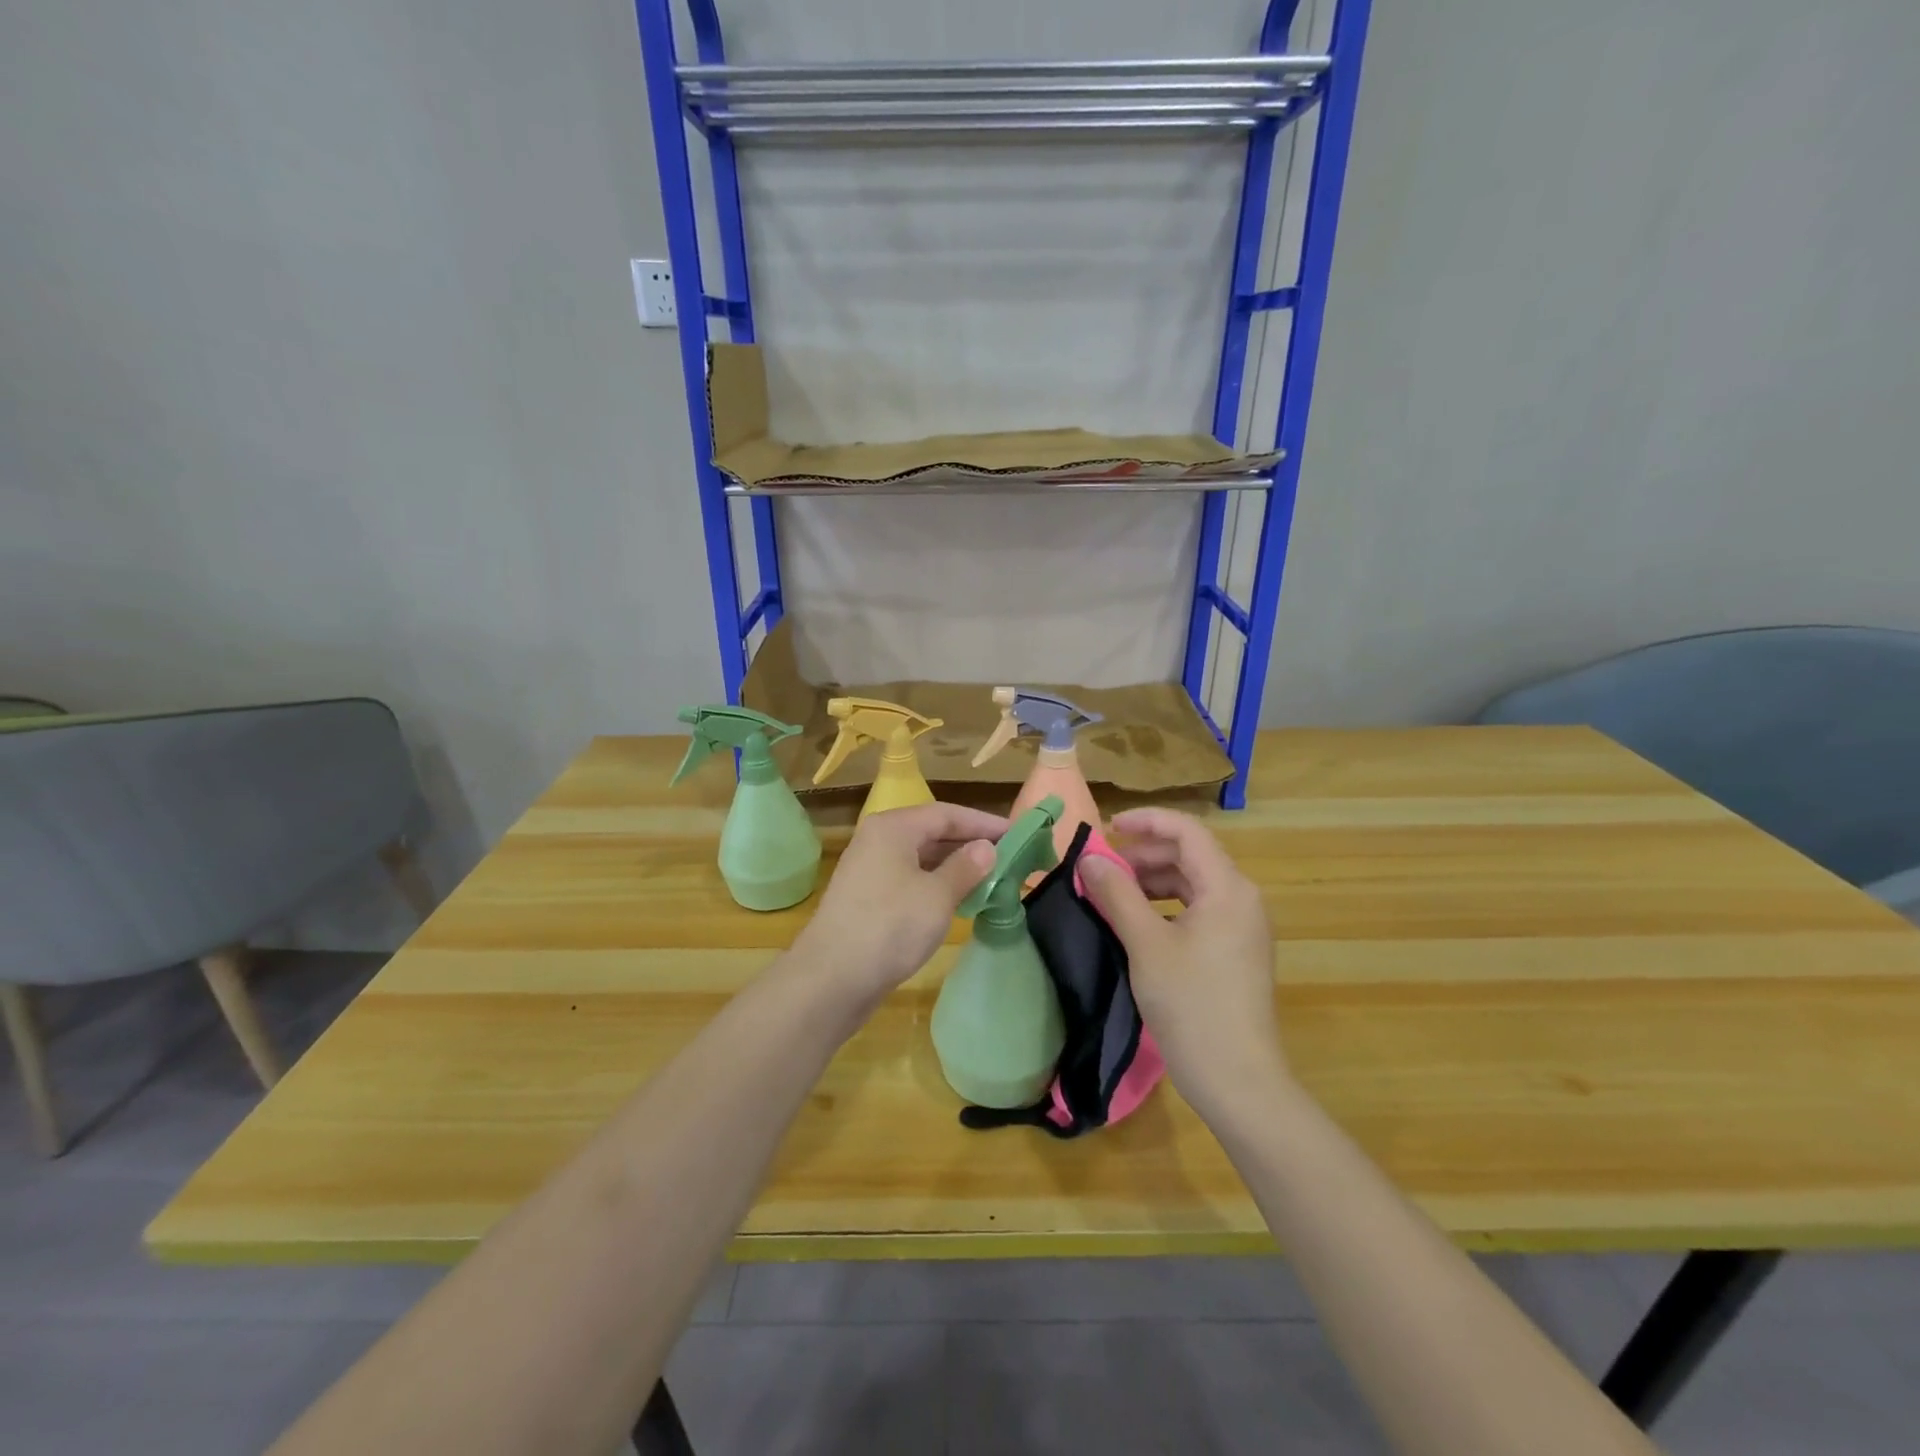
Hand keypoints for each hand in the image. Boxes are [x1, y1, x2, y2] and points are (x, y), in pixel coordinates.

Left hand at [790, 802, 1006, 1009]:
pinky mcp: (867, 898)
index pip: (948, 813)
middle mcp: (878, 840)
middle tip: (1010, 858)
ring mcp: (870, 869)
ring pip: (921, 858)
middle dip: (971, 845)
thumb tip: (986, 848)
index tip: (1018, 834)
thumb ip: (966, 867)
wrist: (831, 979)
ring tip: (991, 880)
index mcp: (893, 827)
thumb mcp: (938, 896)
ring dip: (955, 867)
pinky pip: (910, 879)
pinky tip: (958, 901)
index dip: (984, 823)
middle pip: (933, 832)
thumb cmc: (890, 927)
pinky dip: (936, 885)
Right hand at [1079, 807, 1286, 1115]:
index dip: (1147, 821)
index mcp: (1228, 888)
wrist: (1238, 1081)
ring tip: (1113, 894)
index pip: (1187, 832)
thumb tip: (1089, 858)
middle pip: (1190, 855)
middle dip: (1144, 855)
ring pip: (1193, 884)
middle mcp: (1242, 898)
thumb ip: (1117, 894)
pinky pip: (1198, 909)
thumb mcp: (1146, 945)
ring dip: (1152, 881)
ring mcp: (1242, 926)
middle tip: (1101, 869)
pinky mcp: (1236, 950)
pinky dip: (1165, 906)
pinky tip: (1137, 922)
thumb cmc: (1192, 1006)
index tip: (1108, 828)